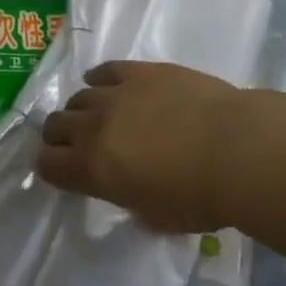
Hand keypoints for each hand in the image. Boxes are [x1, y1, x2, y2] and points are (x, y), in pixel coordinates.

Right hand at [37, 61, 262, 233]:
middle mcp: (95, 126)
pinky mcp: (141, 70)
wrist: (236, 147)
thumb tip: (129, 192)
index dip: (51, 169)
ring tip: (99, 116)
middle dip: (59, 136)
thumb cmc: (200, 196)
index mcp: (93, 169)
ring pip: (79, 96)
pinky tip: (107, 85)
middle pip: (56, 124)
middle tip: (76, 145)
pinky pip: (106, 70)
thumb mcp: (156, 216)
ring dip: (82, 109)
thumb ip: (131, 201)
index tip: (61, 172)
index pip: (49, 164)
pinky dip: (101, 79)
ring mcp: (117, 93)